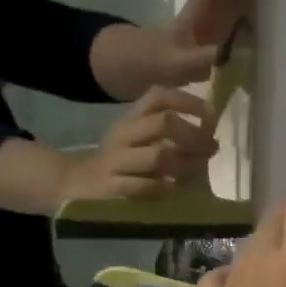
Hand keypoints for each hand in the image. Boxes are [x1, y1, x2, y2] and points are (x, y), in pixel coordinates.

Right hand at [57, 87, 217, 203]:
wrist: (73, 183)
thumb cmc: (119, 161)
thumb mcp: (138, 138)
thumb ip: (169, 132)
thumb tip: (210, 132)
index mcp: (132, 119)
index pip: (158, 96)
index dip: (188, 101)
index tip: (212, 115)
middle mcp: (124, 135)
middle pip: (163, 123)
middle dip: (194, 135)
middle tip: (212, 147)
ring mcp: (116, 161)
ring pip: (158, 155)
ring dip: (185, 163)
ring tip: (198, 170)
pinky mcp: (111, 187)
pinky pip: (142, 186)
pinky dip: (163, 188)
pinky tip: (173, 189)